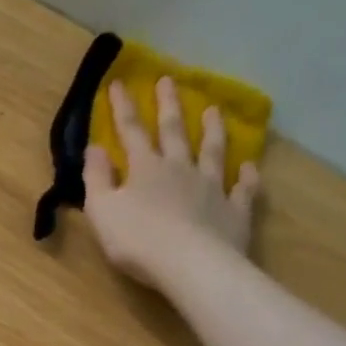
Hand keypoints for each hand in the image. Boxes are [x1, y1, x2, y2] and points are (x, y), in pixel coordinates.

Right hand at [83, 77, 260, 286]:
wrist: (190, 265)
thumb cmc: (137, 239)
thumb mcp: (102, 209)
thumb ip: (96, 177)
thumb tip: (94, 147)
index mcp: (145, 168)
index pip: (131, 131)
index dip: (122, 107)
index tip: (119, 83)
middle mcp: (180, 169)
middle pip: (175, 132)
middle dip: (168, 105)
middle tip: (169, 80)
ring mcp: (212, 188)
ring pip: (213, 152)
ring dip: (213, 130)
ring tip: (214, 110)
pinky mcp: (235, 211)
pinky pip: (244, 189)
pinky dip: (248, 177)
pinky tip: (251, 168)